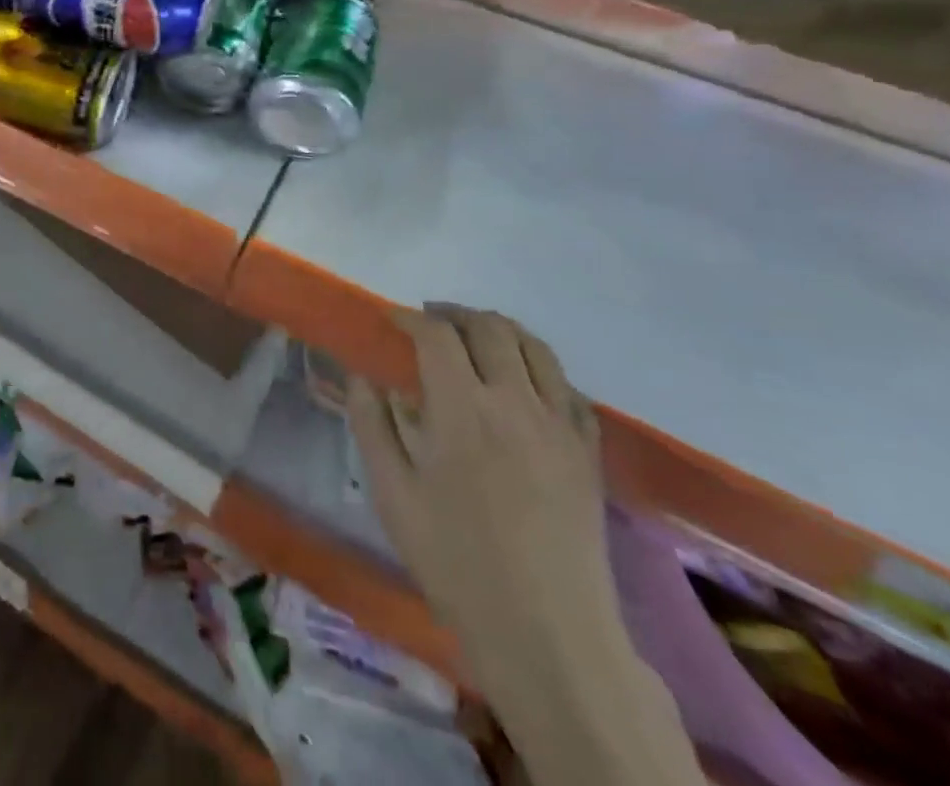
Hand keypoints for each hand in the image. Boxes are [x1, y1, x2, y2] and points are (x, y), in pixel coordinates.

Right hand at [346, 305, 619, 708]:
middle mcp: (515, 402)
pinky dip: (541, 368)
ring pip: (536, 348)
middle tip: (430, 320)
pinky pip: (569, 388)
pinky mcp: (587, 453)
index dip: (410, 318)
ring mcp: (559, 426)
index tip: (391, 320)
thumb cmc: (456, 561)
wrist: (548, 635)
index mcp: (462, 409)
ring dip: (500, 330)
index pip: (436, 336)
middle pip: (490, 329)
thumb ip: (372, 425)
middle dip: (454, 314)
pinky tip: (524, 381)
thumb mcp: (393, 495)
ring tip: (475, 336)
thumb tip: (361, 377)